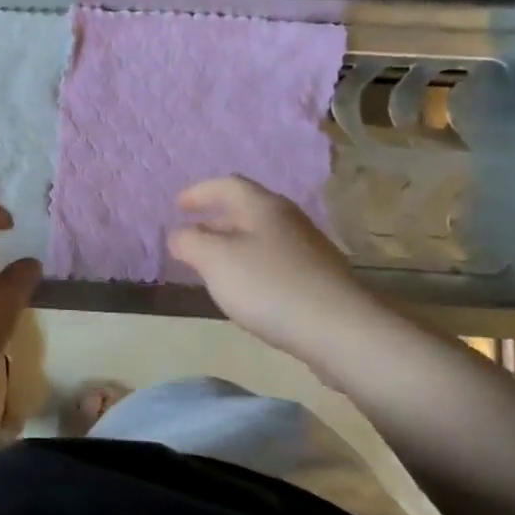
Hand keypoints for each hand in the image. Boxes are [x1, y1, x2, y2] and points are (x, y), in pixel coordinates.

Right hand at [166, 175, 380, 362]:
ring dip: (233, 242)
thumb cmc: (268, 286)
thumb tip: (178, 234)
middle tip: (192, 232)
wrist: (338, 329)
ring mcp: (307, 248)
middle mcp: (288, 219)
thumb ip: (189, 241)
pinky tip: (246, 287)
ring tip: (213, 262)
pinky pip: (275, 259)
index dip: (198, 192)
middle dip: (215, 217)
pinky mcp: (317, 277)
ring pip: (262, 234)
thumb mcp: (214, 260)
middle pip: (247, 208)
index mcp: (263, 207)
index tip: (176, 207)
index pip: (227, 184)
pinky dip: (251, 263)